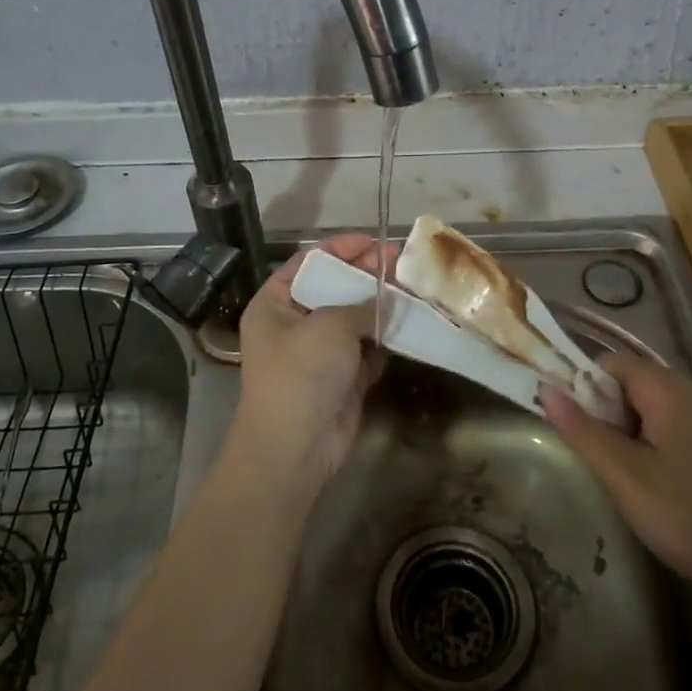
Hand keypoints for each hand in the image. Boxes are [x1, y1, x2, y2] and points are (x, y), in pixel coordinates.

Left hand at [231, 233, 389, 493]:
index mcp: (276, 304)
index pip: (309, 263)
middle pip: (335, 289)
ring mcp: (320, 352)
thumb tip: (390, 299)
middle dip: (368, 276)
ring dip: (383, 307)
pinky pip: (368, 349)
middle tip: (403, 262)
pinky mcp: (343, 378)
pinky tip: (411, 324)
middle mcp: (295, 324)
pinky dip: (387, 339)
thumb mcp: (328, 327)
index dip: (340, 248)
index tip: (373, 242)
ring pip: (356, 319)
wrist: (295, 448)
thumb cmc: (301, 374)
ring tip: (415, 288)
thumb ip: (361, 306)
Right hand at [543, 357, 691, 611]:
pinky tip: (655, 477)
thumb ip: (582, 429)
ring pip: (655, 403)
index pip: (612, 362)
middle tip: (596, 451)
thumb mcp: (622, 474)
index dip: (584, 384)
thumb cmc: (684, 516)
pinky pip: (677, 421)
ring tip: (621, 468)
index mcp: (669, 389)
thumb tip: (546, 388)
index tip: (573, 422)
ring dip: (629, 425)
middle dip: (606, 407)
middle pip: (634, 380)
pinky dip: (655, 437)